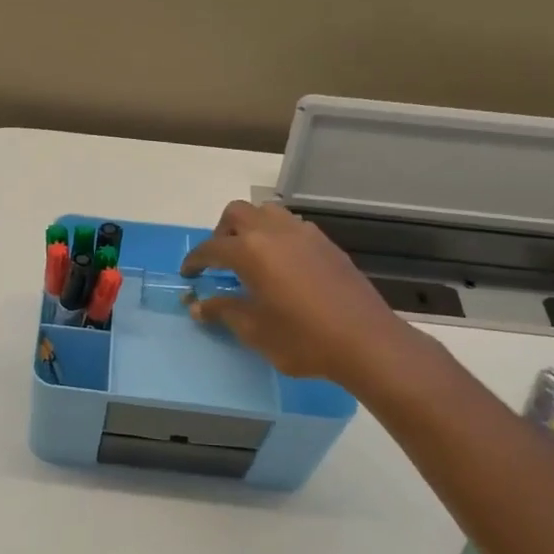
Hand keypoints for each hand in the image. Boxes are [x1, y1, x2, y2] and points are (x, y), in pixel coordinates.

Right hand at [181, 200, 404, 383]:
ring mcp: (304, 234)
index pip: (211, 247)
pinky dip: (277, 236)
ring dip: (251, 227)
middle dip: (221, 232)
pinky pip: (292, 227)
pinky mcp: (326, 244)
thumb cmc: (302, 338)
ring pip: (267, 213)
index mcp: (250, 251)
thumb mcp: (254, 330)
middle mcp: (274, 232)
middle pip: (237, 213)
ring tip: (251, 258)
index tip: (188, 274)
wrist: (366, 341)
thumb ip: (223, 311)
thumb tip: (198, 305)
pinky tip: (282, 266)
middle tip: (220, 261)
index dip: (195, 260)